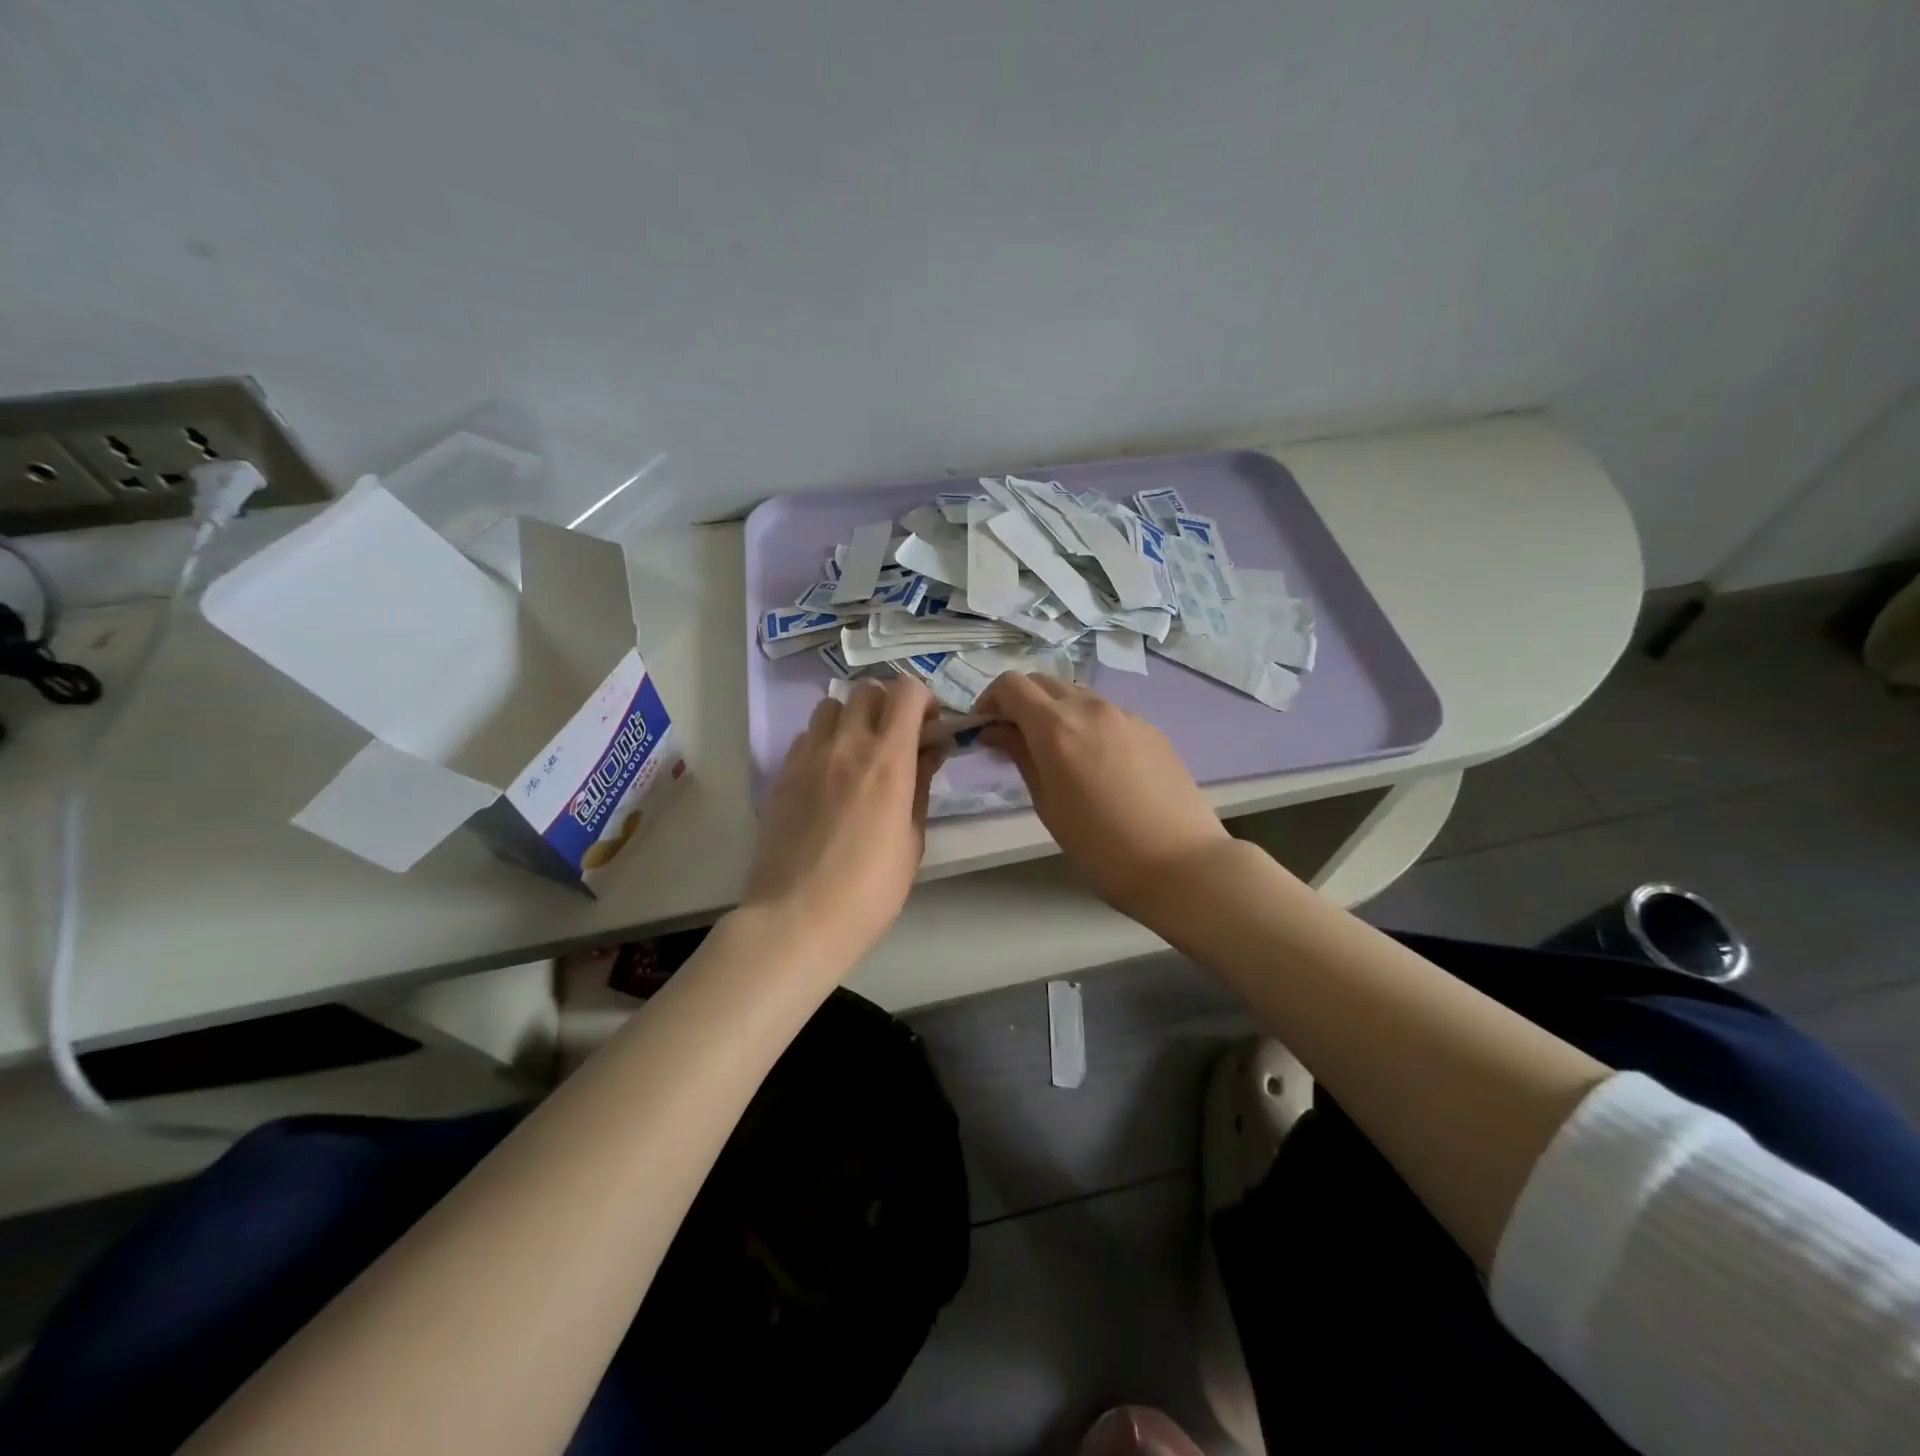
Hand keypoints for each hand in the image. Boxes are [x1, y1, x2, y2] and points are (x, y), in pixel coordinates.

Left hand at [742, 677, 942, 972]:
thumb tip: (929, 754)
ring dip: (852, 718)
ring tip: (859, 753)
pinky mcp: (781, 775)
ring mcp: (807, 757)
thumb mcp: (911, 842)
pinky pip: (806, 737)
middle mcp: (846, 745)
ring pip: (831, 706)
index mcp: (887, 761)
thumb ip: (920, 788)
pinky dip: (824, 741)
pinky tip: (828, 776)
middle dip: (888, 704)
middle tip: (897, 738)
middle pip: (867, 689)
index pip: (906, 692)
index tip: (929, 727)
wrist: (796, 919)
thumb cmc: (869, 891)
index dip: (924, 699)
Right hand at [976, 674, 1233, 919]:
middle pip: (1043, 682)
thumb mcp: (1048, 804)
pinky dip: (1087, 724)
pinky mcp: (1151, 728)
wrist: (1181, 864)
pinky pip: (1107, 713)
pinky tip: (1096, 764)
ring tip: (1055, 753)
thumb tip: (997, 731)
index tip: (984, 730)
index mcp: (1056, 726)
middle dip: (1020, 702)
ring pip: (1076, 695)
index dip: (989, 701)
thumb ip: (1020, 756)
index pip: (1011, 684)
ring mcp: (1125, 714)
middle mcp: (1090, 708)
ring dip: (1054, 711)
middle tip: (1014, 740)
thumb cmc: (1101, 847)